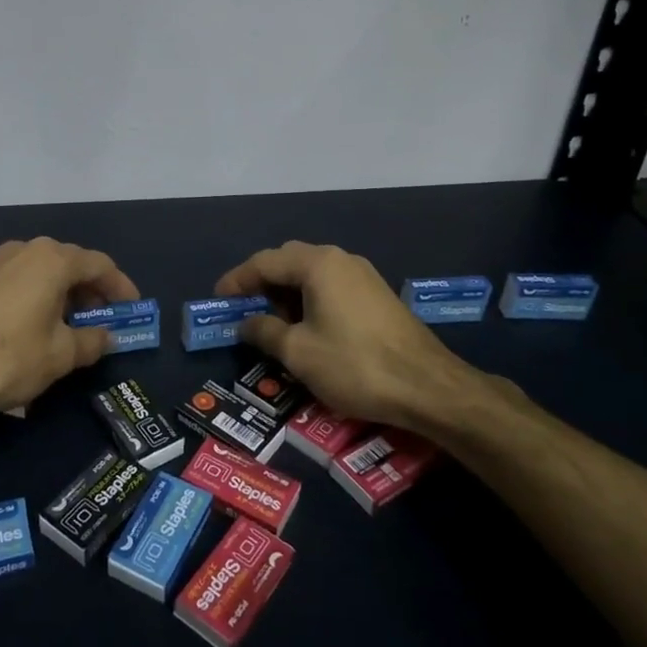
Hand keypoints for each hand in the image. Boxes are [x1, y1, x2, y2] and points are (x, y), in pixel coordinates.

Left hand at [0, 238, 139, 412]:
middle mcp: (26, 248)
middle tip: (102, 318)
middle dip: (91, 290)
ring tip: (71, 323)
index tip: (131, 308)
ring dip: (63, 292)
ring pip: (43, 269)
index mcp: (54, 259)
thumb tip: (107, 336)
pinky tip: (38, 320)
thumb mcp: (62, 355)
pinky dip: (37, 293)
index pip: (100, 265)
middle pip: (71, 263)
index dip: (120, 287)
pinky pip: (20, 277)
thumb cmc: (13, 355)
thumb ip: (93, 340)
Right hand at [216, 241, 524, 434]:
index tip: (218, 299)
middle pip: (289, 261)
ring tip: (272, 323)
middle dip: (262, 283)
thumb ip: (264, 331)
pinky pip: (331, 286)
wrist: (428, 387)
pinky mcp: (377, 295)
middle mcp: (340, 259)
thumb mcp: (298, 352)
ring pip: (312, 274)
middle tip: (243, 310)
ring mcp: (363, 275)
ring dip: (287, 293)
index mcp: (317, 264)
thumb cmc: (354, 365)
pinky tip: (306, 327)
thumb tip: (246, 323)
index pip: (264, 262)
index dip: (237, 280)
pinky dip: (310, 299)